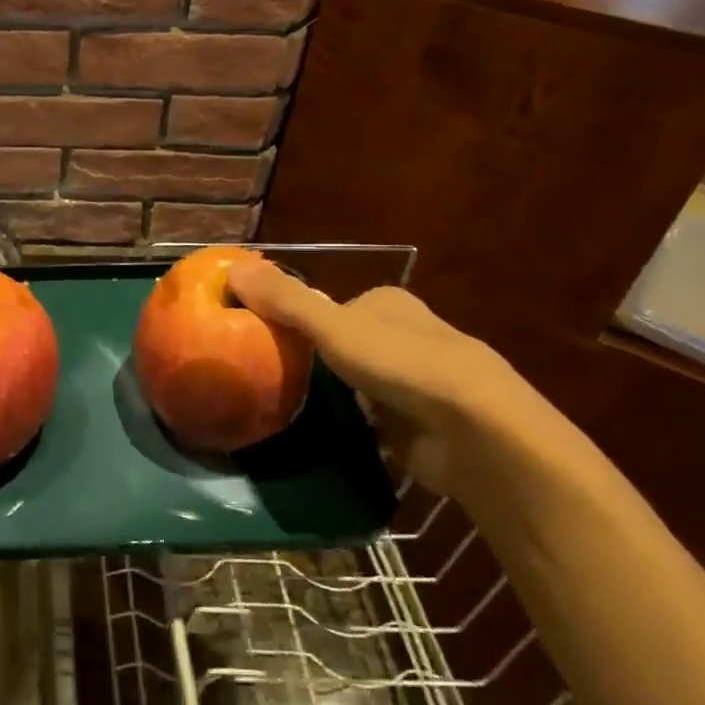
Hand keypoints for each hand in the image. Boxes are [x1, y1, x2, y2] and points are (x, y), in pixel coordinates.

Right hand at [225, 260, 571, 503]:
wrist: (473, 431)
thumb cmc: (401, 363)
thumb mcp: (331, 325)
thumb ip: (284, 300)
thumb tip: (231, 267)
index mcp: (388, 303)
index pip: (331, 305)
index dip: (297, 319)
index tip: (262, 340)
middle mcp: (406, 336)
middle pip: (343, 344)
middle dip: (313, 361)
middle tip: (267, 377)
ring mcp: (415, 382)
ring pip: (357, 383)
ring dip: (331, 396)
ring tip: (284, 408)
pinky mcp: (420, 425)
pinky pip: (372, 421)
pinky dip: (350, 427)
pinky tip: (322, 436)